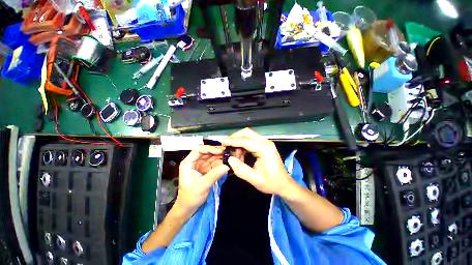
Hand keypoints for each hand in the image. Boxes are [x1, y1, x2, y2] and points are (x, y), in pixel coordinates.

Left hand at [175, 145, 229, 213]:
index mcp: (188, 163)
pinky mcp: (206, 169)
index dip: (209, 149)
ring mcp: (201, 165)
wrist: (189, 208)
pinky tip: (227, 162)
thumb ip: (214, 175)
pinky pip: (214, 163)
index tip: (220, 151)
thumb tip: (227, 166)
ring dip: (220, 156)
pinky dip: (220, 162)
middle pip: (206, 152)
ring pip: (211, 156)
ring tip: (229, 156)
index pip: (198, 150)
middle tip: (228, 152)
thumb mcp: (202, 186)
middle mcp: (195, 161)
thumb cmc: (191, 197)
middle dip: (217, 152)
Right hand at [221, 128, 294, 195]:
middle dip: (235, 137)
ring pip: (248, 136)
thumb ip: (241, 169)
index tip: (222, 142)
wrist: (284, 184)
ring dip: (239, 143)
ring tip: (235, 156)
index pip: (246, 141)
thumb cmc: (271, 182)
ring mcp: (265, 143)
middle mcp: (265, 142)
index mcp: (265, 149)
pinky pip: (250, 141)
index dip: (233, 141)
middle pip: (247, 133)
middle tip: (226, 146)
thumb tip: (230, 159)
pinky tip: (240, 156)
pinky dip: (243, 146)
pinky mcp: (263, 145)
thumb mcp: (255, 179)